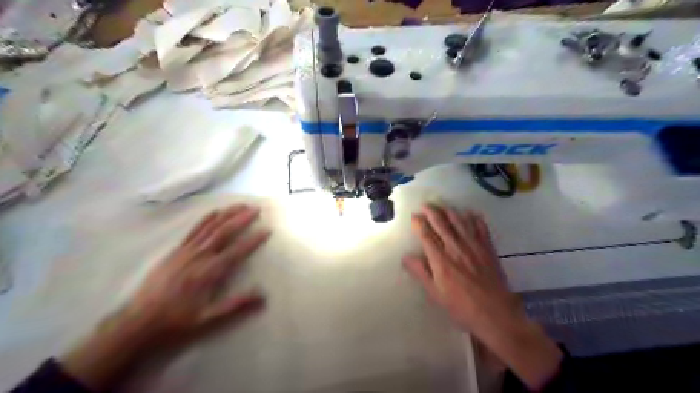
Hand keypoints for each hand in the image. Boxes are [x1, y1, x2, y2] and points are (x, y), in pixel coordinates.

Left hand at [60, 204, 268, 390]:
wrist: (139, 321)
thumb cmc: (177, 320)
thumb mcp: (208, 318)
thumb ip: (236, 304)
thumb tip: (263, 294)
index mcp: (209, 272)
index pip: (237, 251)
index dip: (254, 239)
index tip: (267, 229)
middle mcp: (199, 256)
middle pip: (224, 232)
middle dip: (241, 219)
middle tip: (256, 209)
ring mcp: (186, 251)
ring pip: (210, 227)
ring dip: (227, 214)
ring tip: (240, 205)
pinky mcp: (176, 250)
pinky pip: (194, 230)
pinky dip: (207, 219)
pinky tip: (215, 212)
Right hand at [402, 204, 561, 391]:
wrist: (495, 314)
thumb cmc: (461, 307)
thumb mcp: (436, 294)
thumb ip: (421, 273)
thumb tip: (406, 257)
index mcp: (441, 260)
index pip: (427, 235)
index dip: (419, 224)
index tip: (415, 217)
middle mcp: (456, 248)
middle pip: (442, 224)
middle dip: (432, 212)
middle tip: (426, 205)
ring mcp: (474, 247)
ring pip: (460, 222)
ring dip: (450, 212)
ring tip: (443, 205)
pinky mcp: (488, 249)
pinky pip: (481, 229)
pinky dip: (475, 219)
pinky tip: (471, 214)